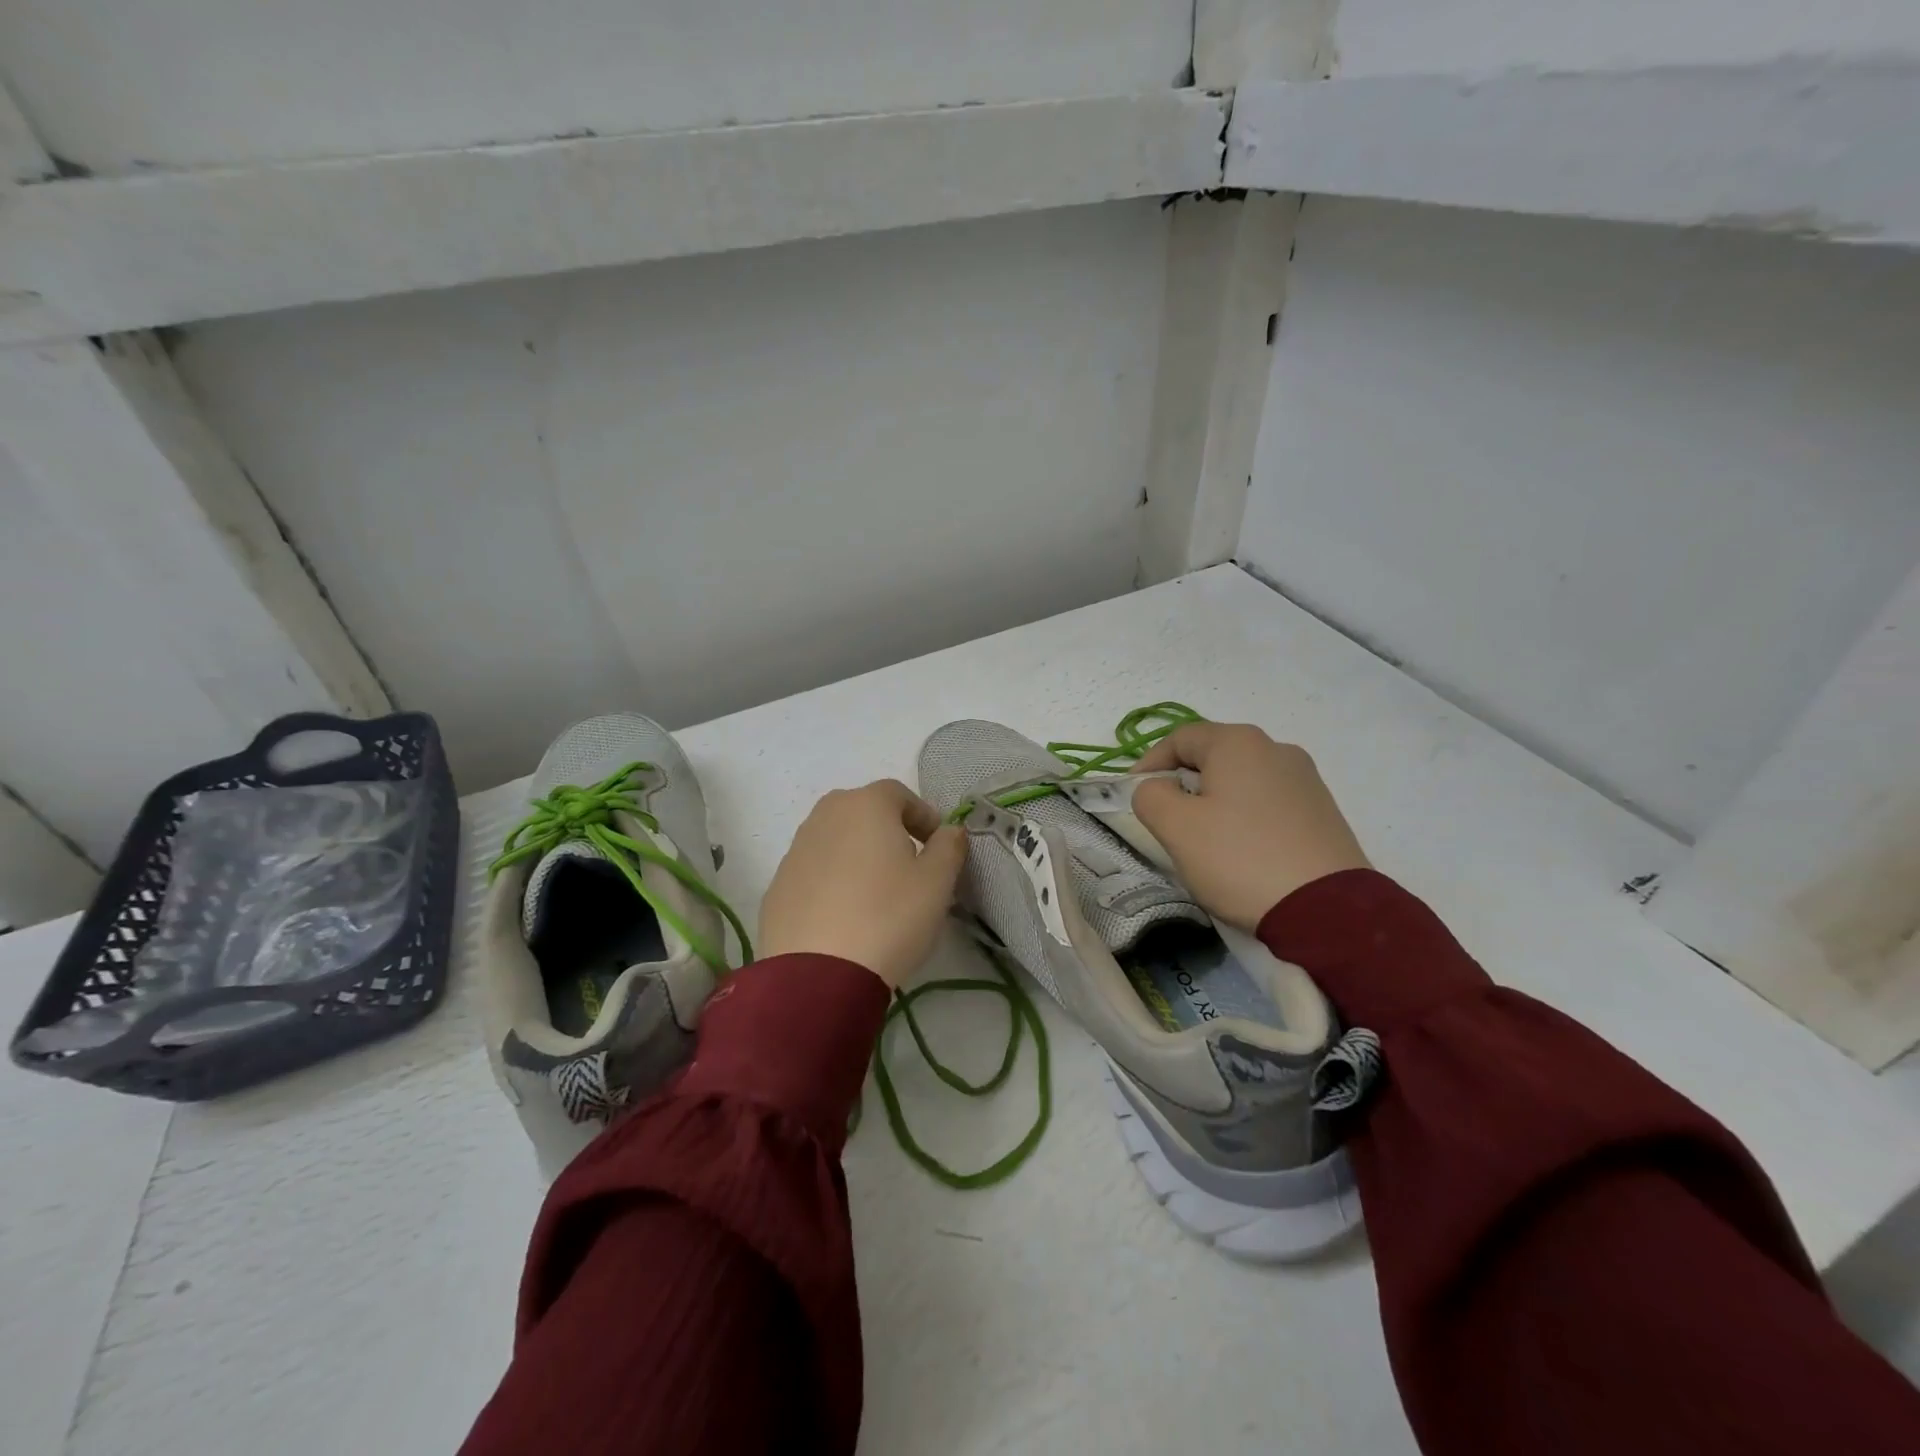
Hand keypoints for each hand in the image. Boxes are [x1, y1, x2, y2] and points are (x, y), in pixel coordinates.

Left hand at [758, 780, 968, 988]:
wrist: (818, 975)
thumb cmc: (888, 917)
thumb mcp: (936, 883)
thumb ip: (949, 847)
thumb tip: (950, 830)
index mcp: (865, 805)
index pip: (900, 794)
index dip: (923, 816)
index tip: (938, 846)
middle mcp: (825, 816)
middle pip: (863, 812)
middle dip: (889, 831)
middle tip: (909, 867)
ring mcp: (795, 850)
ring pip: (837, 840)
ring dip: (859, 855)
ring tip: (877, 895)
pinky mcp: (777, 886)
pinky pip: (815, 871)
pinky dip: (833, 882)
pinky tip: (846, 917)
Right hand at [1130, 722, 1368, 929]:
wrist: (1327, 910)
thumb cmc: (1239, 858)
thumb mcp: (1176, 827)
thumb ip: (1150, 796)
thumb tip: (1158, 788)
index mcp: (1238, 742)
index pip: (1179, 738)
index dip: (1149, 763)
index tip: (1135, 794)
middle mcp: (1276, 749)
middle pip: (1213, 757)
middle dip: (1183, 784)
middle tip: (1168, 821)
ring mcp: (1305, 780)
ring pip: (1241, 781)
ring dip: (1215, 802)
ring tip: (1206, 842)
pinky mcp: (1323, 811)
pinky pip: (1268, 803)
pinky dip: (1246, 818)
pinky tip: (1243, 852)